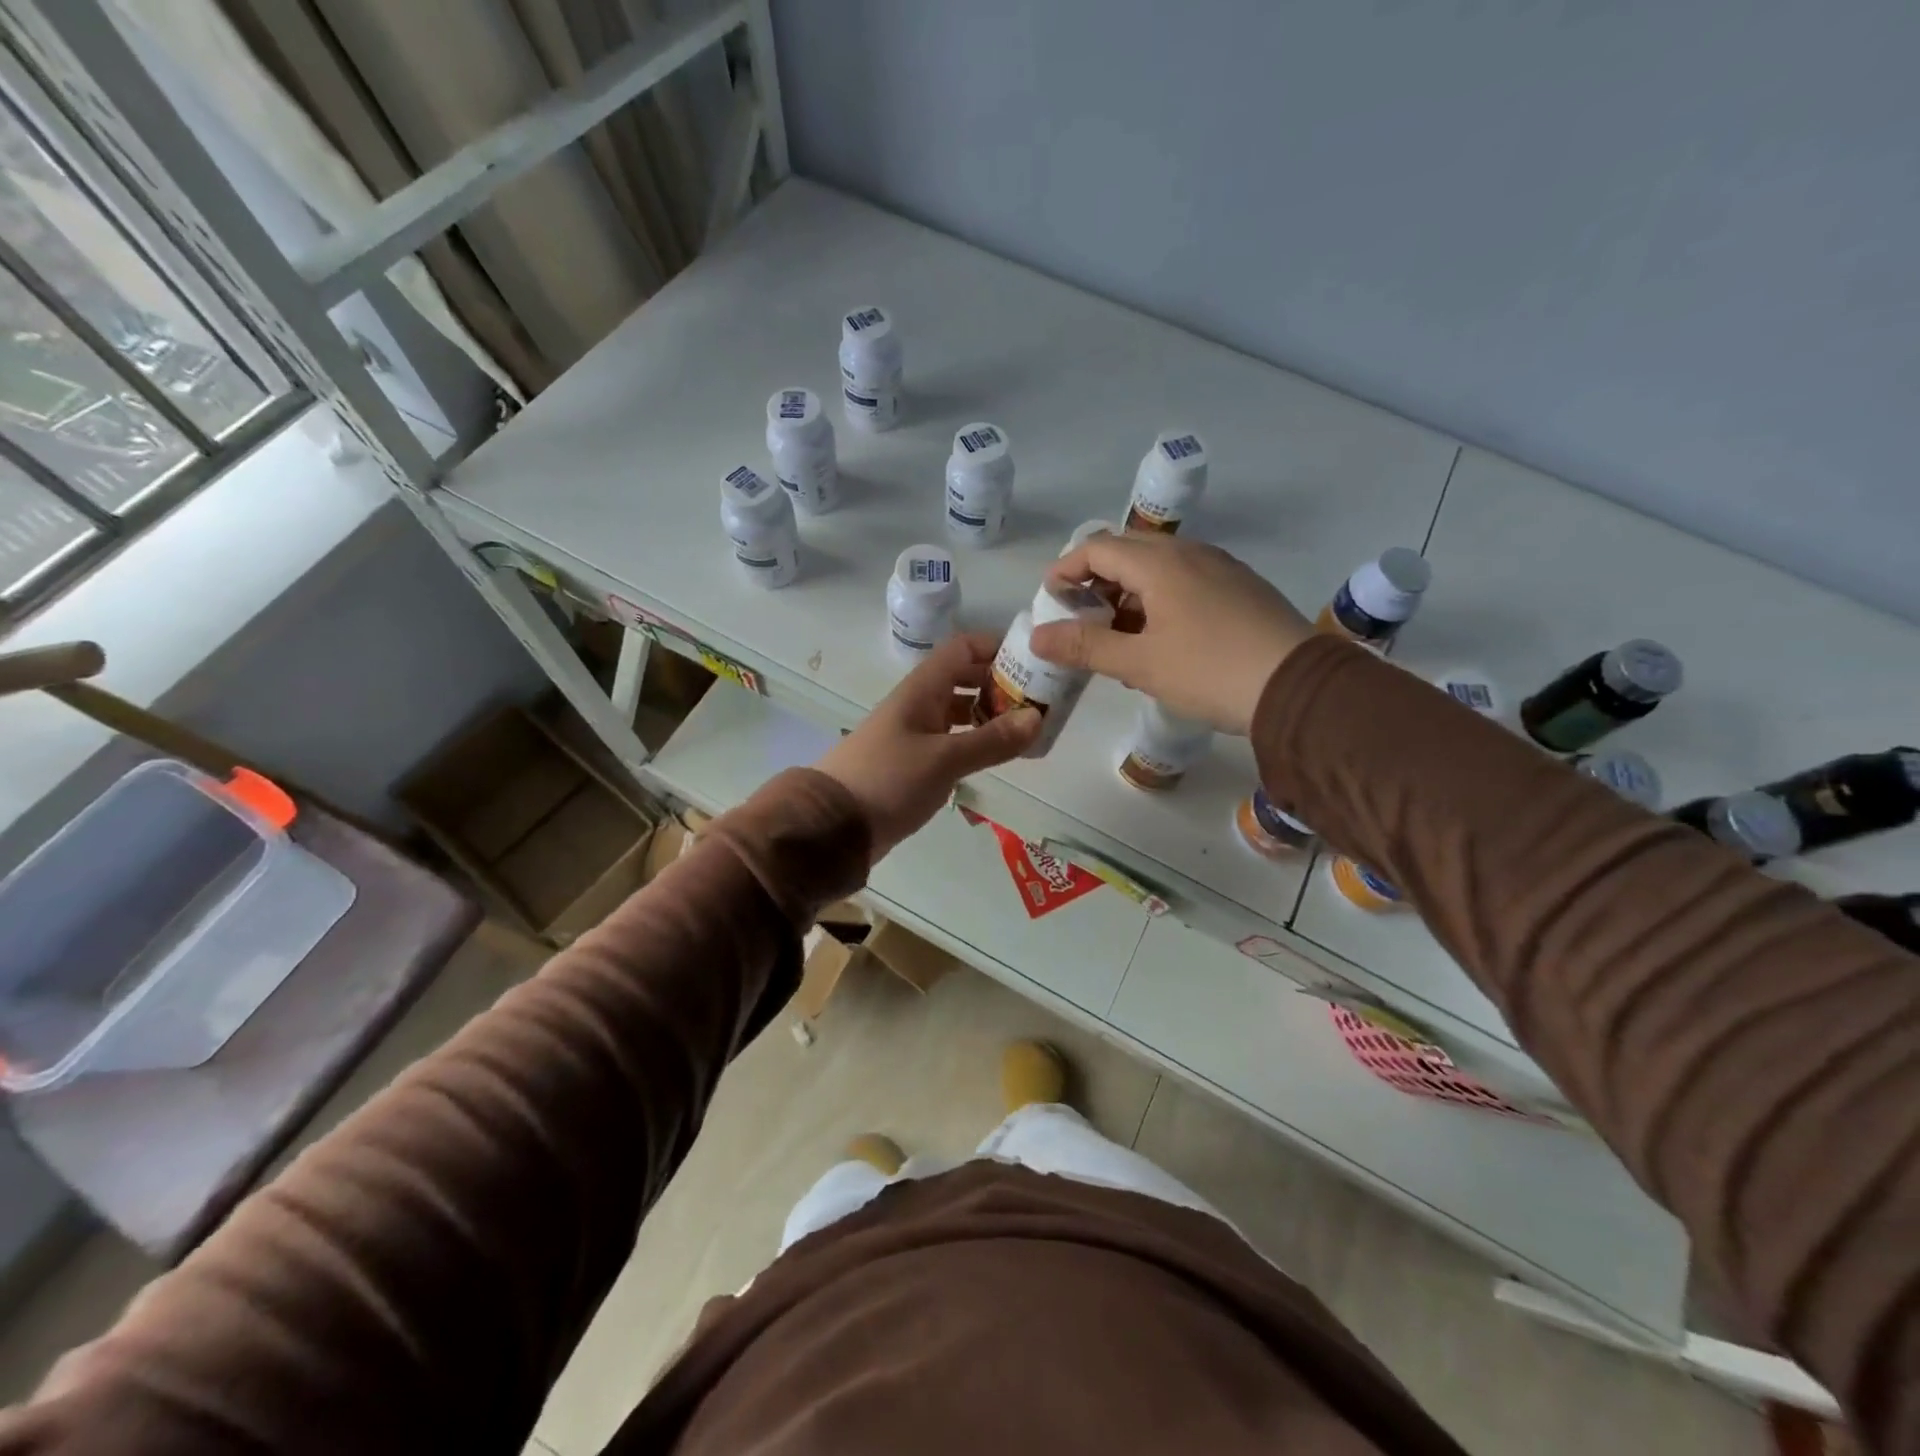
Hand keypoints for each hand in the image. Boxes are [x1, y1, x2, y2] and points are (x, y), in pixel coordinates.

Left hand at [815, 633, 1040, 859]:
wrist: (833, 825)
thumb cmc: (888, 780)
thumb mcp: (944, 759)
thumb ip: (991, 739)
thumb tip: (1037, 717)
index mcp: (922, 690)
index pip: (962, 649)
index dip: (996, 647)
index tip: (1033, 661)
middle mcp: (919, 704)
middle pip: (964, 678)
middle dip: (1000, 684)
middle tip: (1039, 700)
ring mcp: (914, 733)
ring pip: (959, 711)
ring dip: (990, 714)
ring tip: (1026, 729)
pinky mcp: (913, 762)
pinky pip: (952, 740)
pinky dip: (975, 741)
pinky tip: (996, 755)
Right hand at [1034, 533, 1310, 734]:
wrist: (1298, 688)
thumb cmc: (1209, 671)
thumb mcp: (1139, 663)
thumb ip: (1085, 646)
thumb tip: (1037, 637)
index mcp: (1160, 563)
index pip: (1097, 548)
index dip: (1066, 568)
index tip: (1050, 597)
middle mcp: (1190, 553)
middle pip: (1128, 552)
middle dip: (1097, 580)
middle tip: (1080, 617)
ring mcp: (1221, 568)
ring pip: (1160, 568)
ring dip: (1129, 594)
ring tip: (1117, 637)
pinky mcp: (1241, 589)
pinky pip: (1187, 582)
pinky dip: (1160, 601)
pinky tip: (1162, 641)